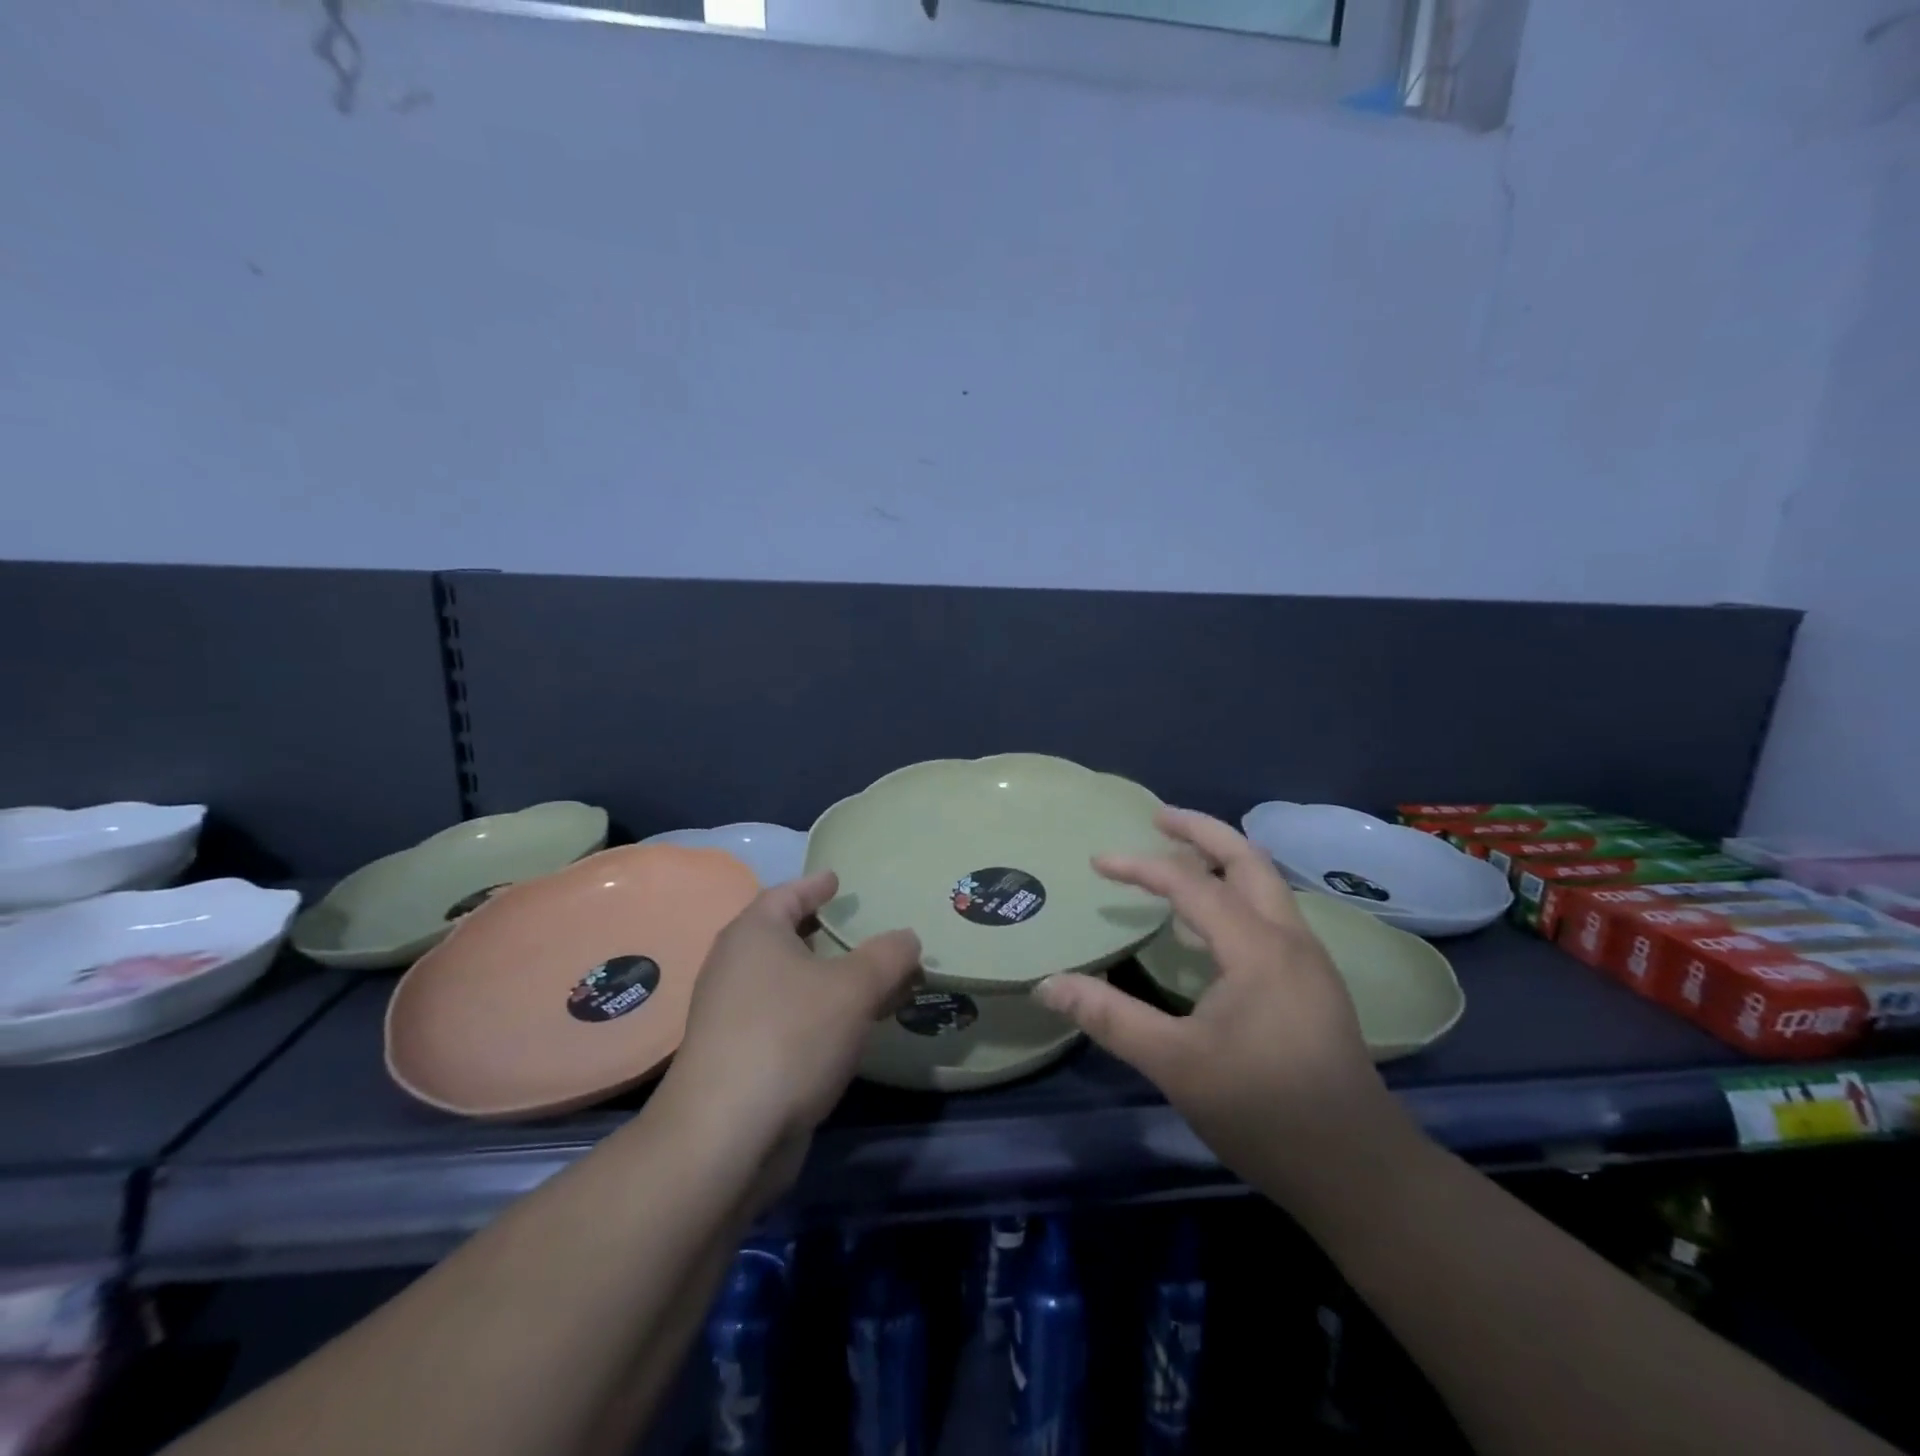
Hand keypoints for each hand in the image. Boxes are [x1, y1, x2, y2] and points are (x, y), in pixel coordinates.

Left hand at [661, 872, 921, 1155]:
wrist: (725, 1136)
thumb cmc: (790, 1037)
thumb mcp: (854, 988)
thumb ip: (887, 956)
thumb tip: (907, 937)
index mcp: (753, 934)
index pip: (786, 893)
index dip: (815, 884)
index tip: (837, 879)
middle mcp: (735, 967)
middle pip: (784, 937)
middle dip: (824, 933)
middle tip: (859, 929)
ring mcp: (730, 1015)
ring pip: (787, 982)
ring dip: (825, 979)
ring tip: (866, 980)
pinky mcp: (737, 1057)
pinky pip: (785, 1018)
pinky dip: (816, 1014)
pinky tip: (846, 1029)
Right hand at [1034, 808, 1409, 1203]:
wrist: (1359, 1171)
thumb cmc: (1264, 1111)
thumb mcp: (1175, 1065)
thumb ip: (1109, 1017)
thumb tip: (1048, 984)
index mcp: (1258, 948)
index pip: (1191, 884)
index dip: (1140, 867)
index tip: (1097, 863)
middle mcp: (1289, 938)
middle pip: (1247, 858)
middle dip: (1200, 831)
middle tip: (1157, 817)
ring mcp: (1308, 960)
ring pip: (1265, 884)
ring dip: (1222, 860)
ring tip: (1178, 858)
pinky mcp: (1313, 983)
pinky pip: (1269, 915)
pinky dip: (1234, 896)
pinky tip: (1206, 926)